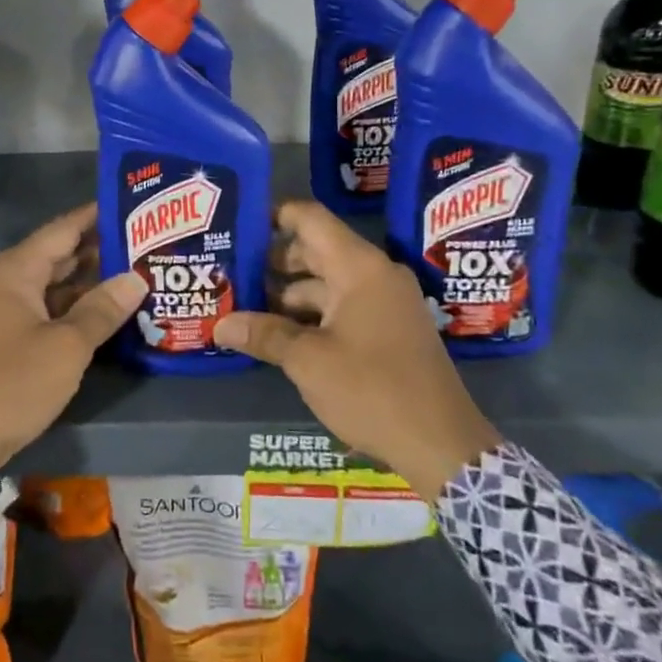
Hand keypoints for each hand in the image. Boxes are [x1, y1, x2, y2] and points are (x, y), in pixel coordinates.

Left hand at [0, 203, 146, 470]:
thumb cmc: (11, 384)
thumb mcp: (66, 347)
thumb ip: (102, 309)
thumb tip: (136, 277)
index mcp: (16, 270)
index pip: (64, 228)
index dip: (98, 216)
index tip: (135, 204)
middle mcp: (7, 281)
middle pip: (60, 254)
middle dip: (101, 249)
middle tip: (149, 242)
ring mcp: (5, 309)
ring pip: (55, 284)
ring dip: (91, 281)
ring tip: (138, 273)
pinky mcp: (7, 336)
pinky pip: (47, 309)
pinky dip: (75, 307)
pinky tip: (108, 311)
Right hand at [214, 201, 500, 499]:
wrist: (442, 445)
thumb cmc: (372, 390)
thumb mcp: (308, 361)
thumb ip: (263, 335)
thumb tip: (219, 325)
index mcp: (359, 268)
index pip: (310, 219)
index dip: (273, 216)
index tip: (237, 225)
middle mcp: (375, 275)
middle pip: (315, 251)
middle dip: (271, 262)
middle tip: (228, 272)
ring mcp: (385, 303)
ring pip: (326, 284)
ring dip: (287, 295)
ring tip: (243, 307)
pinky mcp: (388, 330)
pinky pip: (341, 307)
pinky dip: (310, 315)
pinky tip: (278, 334)